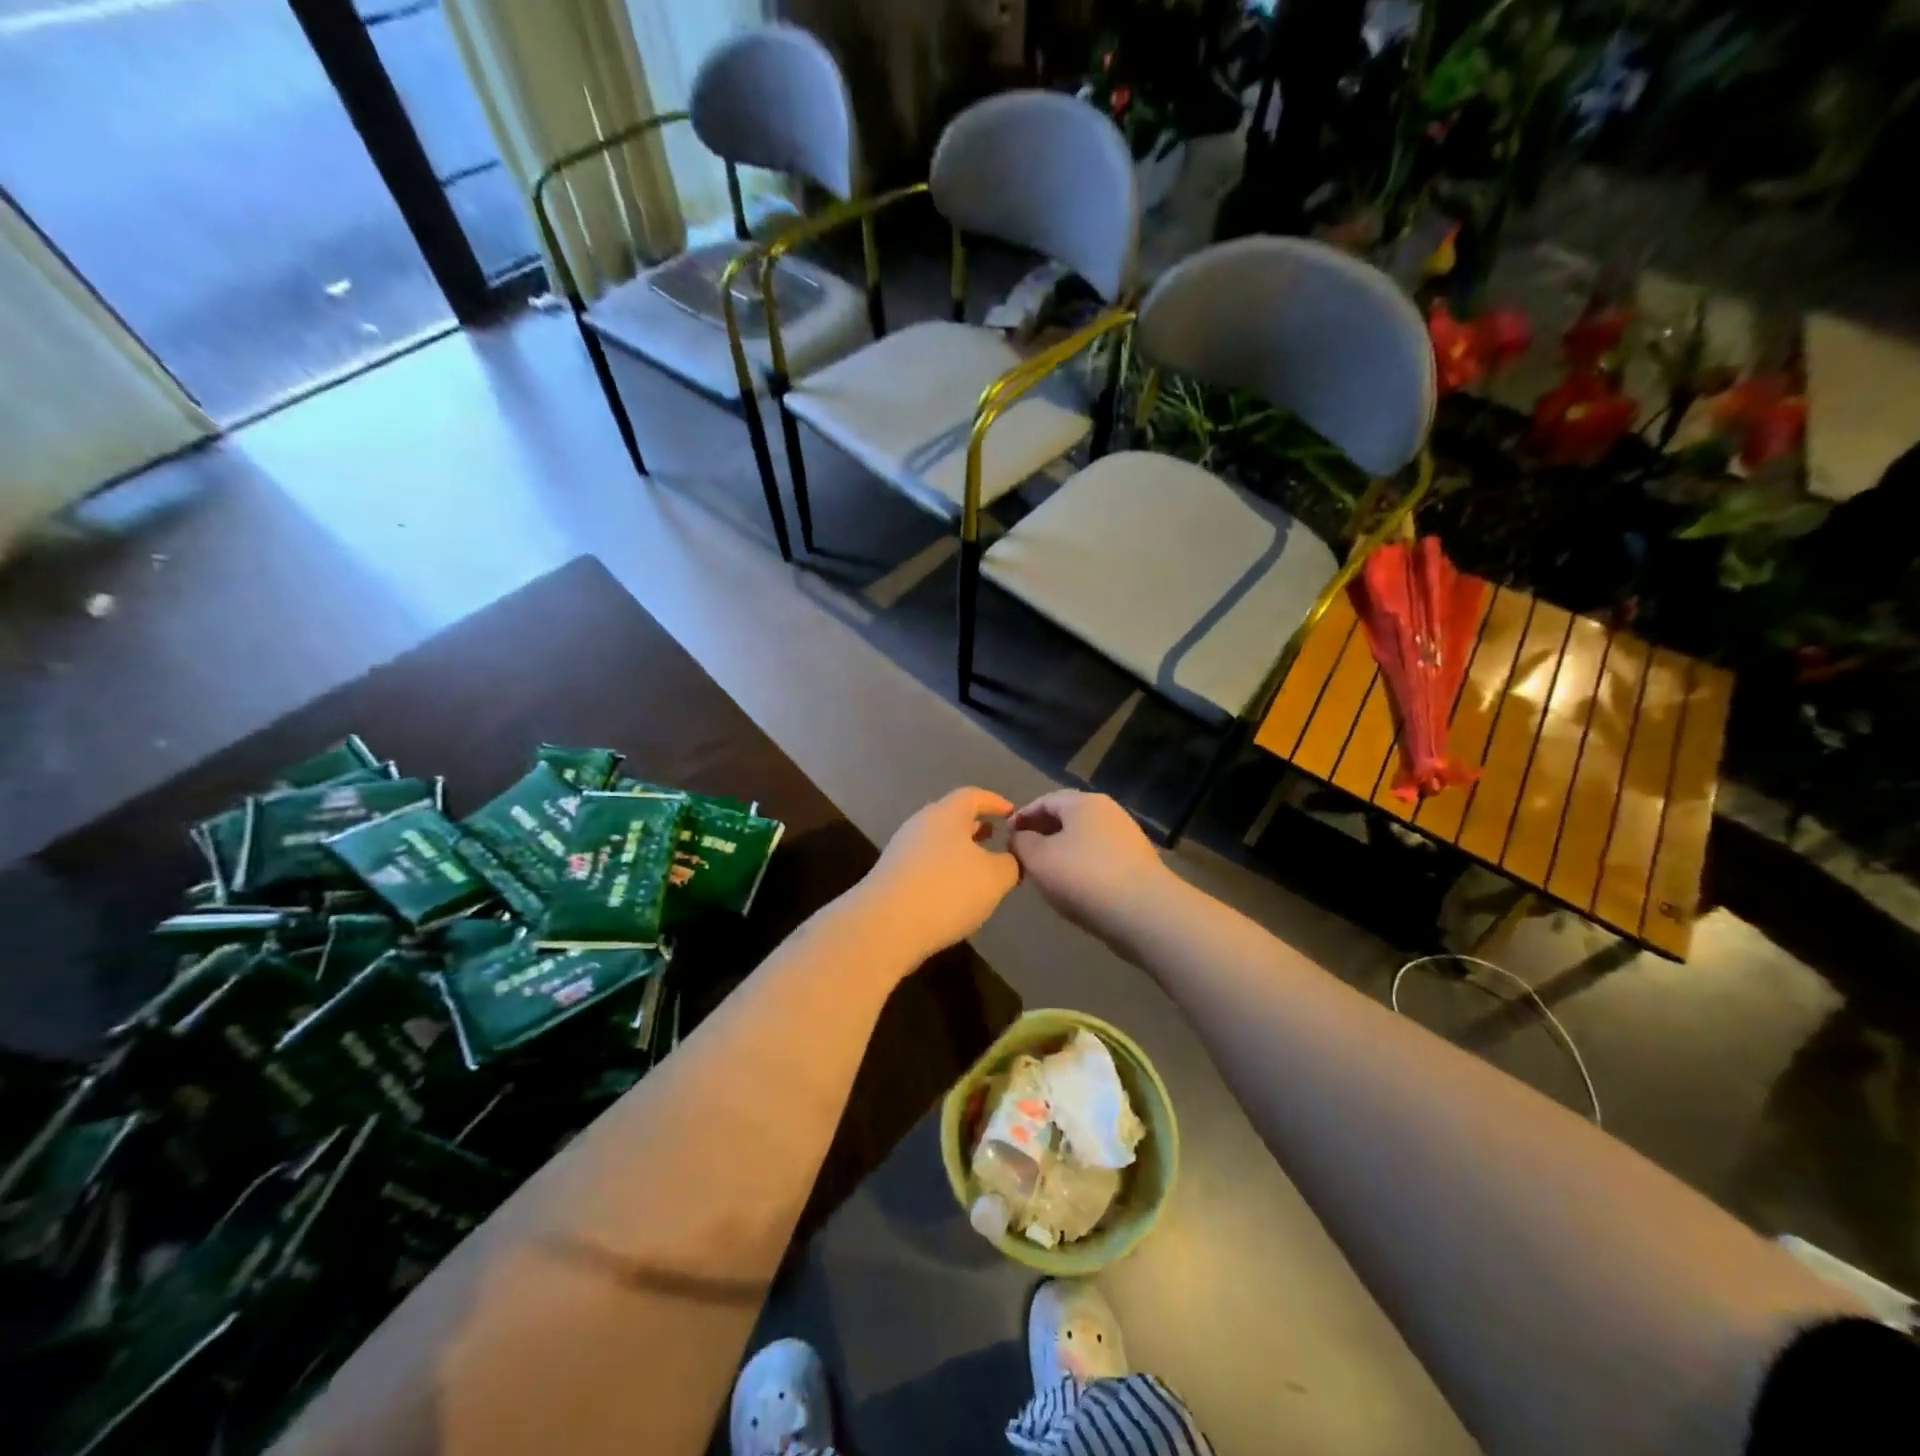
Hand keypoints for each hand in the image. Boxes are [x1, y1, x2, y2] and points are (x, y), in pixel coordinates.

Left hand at [859, 788, 1021, 960]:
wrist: (885, 926)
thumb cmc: (948, 890)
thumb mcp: (995, 878)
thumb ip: (1011, 863)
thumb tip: (1012, 858)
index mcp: (946, 814)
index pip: (974, 796)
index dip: (995, 802)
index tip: (1012, 814)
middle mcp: (921, 824)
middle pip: (952, 817)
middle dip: (975, 827)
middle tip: (996, 837)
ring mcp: (901, 849)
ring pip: (937, 842)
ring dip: (959, 850)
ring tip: (978, 867)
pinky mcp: (891, 875)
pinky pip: (924, 863)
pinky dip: (943, 870)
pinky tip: (953, 892)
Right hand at [1008, 790, 1173, 939]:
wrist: (1144, 912)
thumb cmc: (1083, 877)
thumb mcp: (1038, 858)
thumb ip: (1021, 842)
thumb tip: (1019, 836)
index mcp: (1084, 802)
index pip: (1045, 800)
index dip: (1022, 817)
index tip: (1005, 837)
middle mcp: (1108, 811)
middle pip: (1067, 817)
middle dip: (1042, 833)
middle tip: (1023, 855)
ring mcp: (1126, 836)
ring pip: (1084, 838)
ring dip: (1061, 850)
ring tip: (1045, 873)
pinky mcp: (1137, 862)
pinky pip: (1099, 856)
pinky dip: (1081, 865)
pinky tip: (1073, 886)